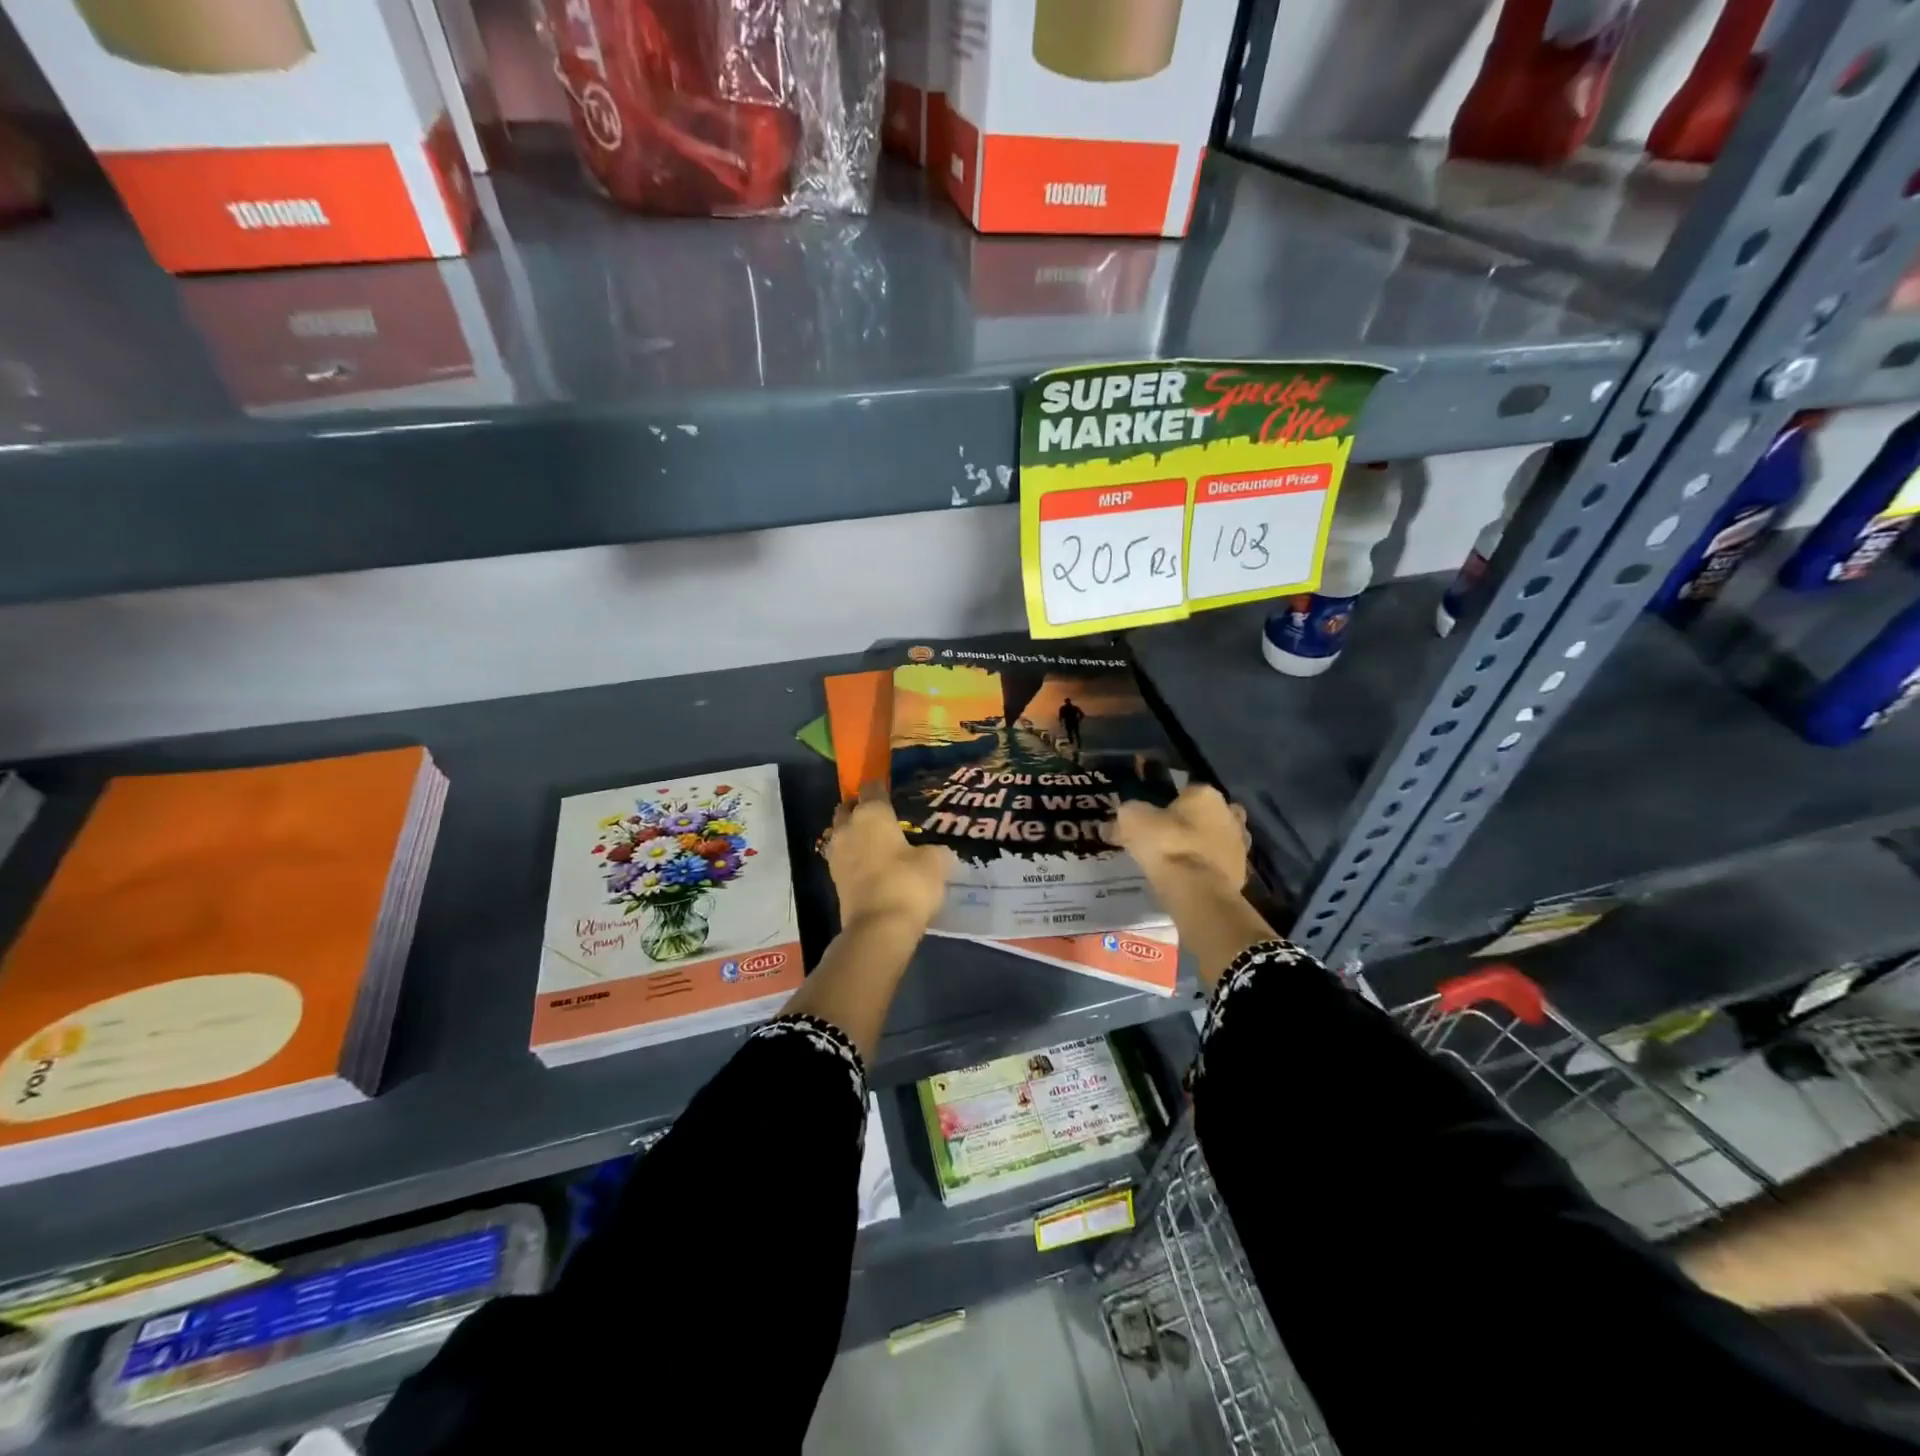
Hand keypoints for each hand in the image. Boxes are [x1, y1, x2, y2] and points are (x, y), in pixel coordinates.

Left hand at [825, 789, 954, 933]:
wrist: (878, 928)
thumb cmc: (908, 883)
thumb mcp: (936, 862)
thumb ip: (934, 849)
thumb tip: (933, 850)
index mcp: (872, 813)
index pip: (872, 787)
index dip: (882, 787)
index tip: (893, 792)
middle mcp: (848, 826)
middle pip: (848, 807)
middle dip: (861, 807)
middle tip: (882, 816)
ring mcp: (836, 853)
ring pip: (841, 831)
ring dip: (853, 832)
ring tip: (876, 841)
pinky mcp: (833, 877)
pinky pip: (843, 855)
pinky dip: (853, 855)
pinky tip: (871, 862)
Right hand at [1113, 784, 1248, 897]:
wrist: (1198, 892)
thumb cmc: (1167, 846)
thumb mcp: (1133, 822)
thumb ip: (1126, 816)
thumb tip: (1113, 823)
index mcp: (1206, 795)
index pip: (1187, 791)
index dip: (1169, 805)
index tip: (1154, 820)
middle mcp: (1229, 814)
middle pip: (1208, 814)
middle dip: (1193, 823)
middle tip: (1169, 838)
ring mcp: (1239, 844)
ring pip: (1218, 839)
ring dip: (1203, 846)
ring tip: (1178, 861)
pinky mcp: (1242, 873)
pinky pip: (1219, 865)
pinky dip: (1207, 869)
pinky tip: (1189, 878)